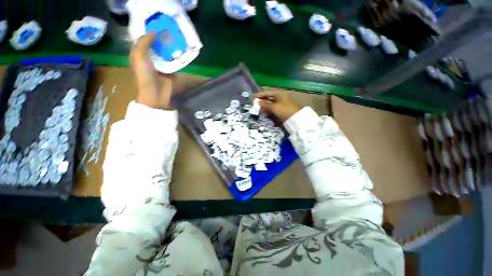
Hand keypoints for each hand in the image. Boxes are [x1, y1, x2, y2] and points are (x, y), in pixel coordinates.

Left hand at [130, 32, 174, 109]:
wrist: (156, 94)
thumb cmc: (145, 76)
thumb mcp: (139, 58)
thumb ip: (144, 44)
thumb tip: (153, 32)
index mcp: (139, 55)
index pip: (143, 40)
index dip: (147, 32)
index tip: (156, 25)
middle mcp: (150, 59)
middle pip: (155, 46)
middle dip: (161, 39)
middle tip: (169, 31)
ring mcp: (161, 66)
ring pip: (165, 54)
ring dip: (170, 48)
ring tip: (176, 39)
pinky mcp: (170, 72)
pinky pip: (173, 63)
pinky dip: (176, 58)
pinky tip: (181, 52)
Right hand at [255, 90, 301, 122]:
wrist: (296, 119)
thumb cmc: (285, 110)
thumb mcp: (274, 107)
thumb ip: (265, 104)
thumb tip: (258, 102)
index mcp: (278, 94)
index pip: (266, 93)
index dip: (259, 95)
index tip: (251, 98)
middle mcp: (279, 98)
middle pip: (268, 99)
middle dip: (261, 102)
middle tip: (254, 106)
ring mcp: (280, 104)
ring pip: (270, 105)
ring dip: (264, 108)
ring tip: (257, 111)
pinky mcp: (281, 111)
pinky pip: (272, 110)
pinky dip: (268, 112)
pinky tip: (264, 115)